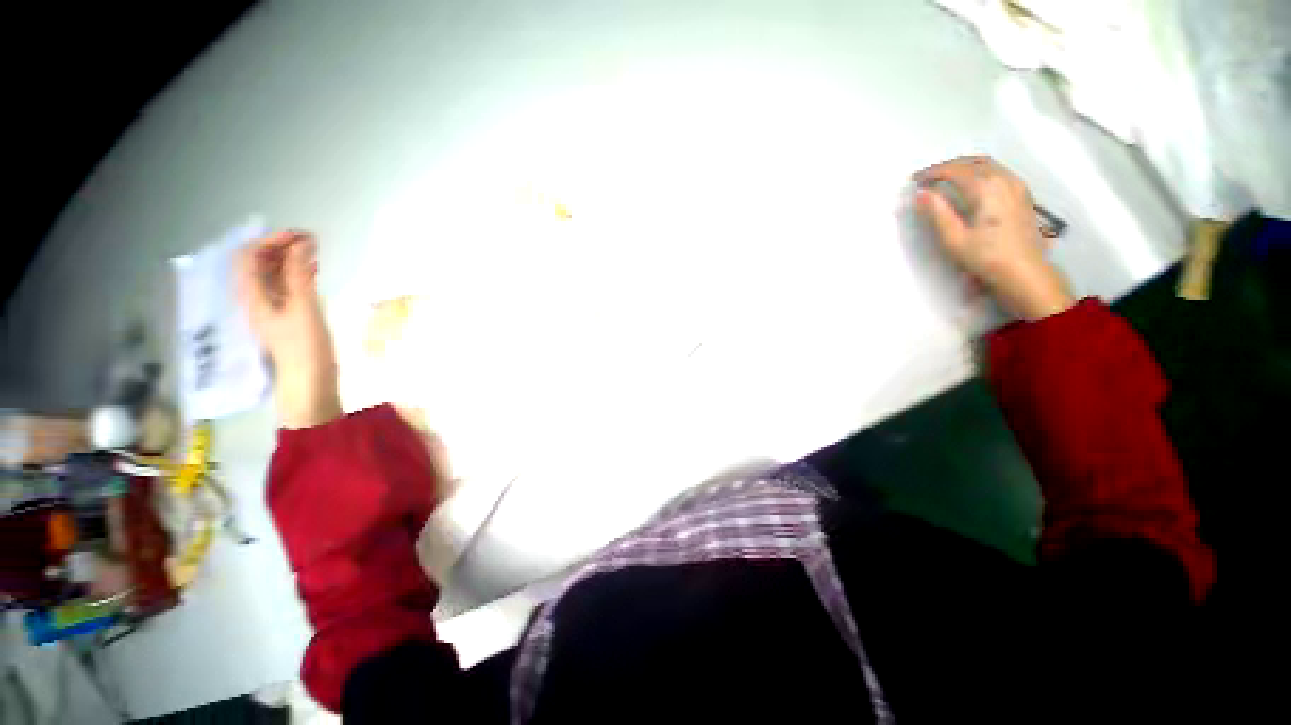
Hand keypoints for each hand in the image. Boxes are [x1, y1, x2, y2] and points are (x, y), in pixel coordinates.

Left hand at [237, 230, 342, 428]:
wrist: (310, 381)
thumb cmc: (304, 346)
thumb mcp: (303, 308)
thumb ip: (299, 274)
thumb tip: (301, 243)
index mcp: (252, 295)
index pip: (249, 256)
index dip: (271, 240)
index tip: (301, 236)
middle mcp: (256, 298)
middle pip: (259, 263)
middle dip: (282, 247)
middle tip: (312, 241)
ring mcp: (272, 308)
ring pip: (274, 274)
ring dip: (291, 259)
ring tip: (315, 252)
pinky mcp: (287, 316)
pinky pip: (286, 286)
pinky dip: (298, 274)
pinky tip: (314, 271)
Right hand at [914, 156, 1074, 320]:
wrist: (1024, 271)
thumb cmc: (985, 257)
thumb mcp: (954, 239)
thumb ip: (937, 213)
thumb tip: (921, 194)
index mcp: (985, 188)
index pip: (954, 170)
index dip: (932, 172)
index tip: (914, 180)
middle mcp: (1004, 179)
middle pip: (972, 161)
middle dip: (948, 166)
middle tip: (928, 178)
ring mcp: (1016, 185)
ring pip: (988, 164)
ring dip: (964, 167)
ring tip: (946, 179)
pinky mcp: (1022, 194)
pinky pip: (998, 171)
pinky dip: (979, 171)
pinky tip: (971, 185)